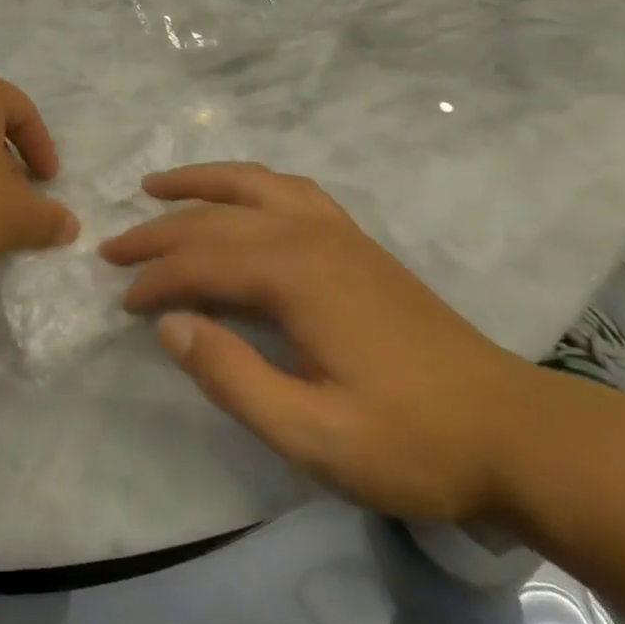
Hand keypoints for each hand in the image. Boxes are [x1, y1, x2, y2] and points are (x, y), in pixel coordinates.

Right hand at [101, 163, 546, 524]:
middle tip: (114, 248)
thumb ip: (234, 378)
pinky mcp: (354, 240)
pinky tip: (239, 193)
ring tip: (156, 184)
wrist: (510, 430)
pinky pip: (288, 189)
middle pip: (216, 218)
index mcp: (295, 275)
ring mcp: (335, 230)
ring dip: (199, 182)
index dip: (155, 280)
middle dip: (159, 231)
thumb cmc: (410, 441)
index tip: (122, 303)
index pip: (202, 262)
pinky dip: (250, 182)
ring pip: (251, 184)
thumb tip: (169, 325)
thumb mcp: (314, 436)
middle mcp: (309, 234)